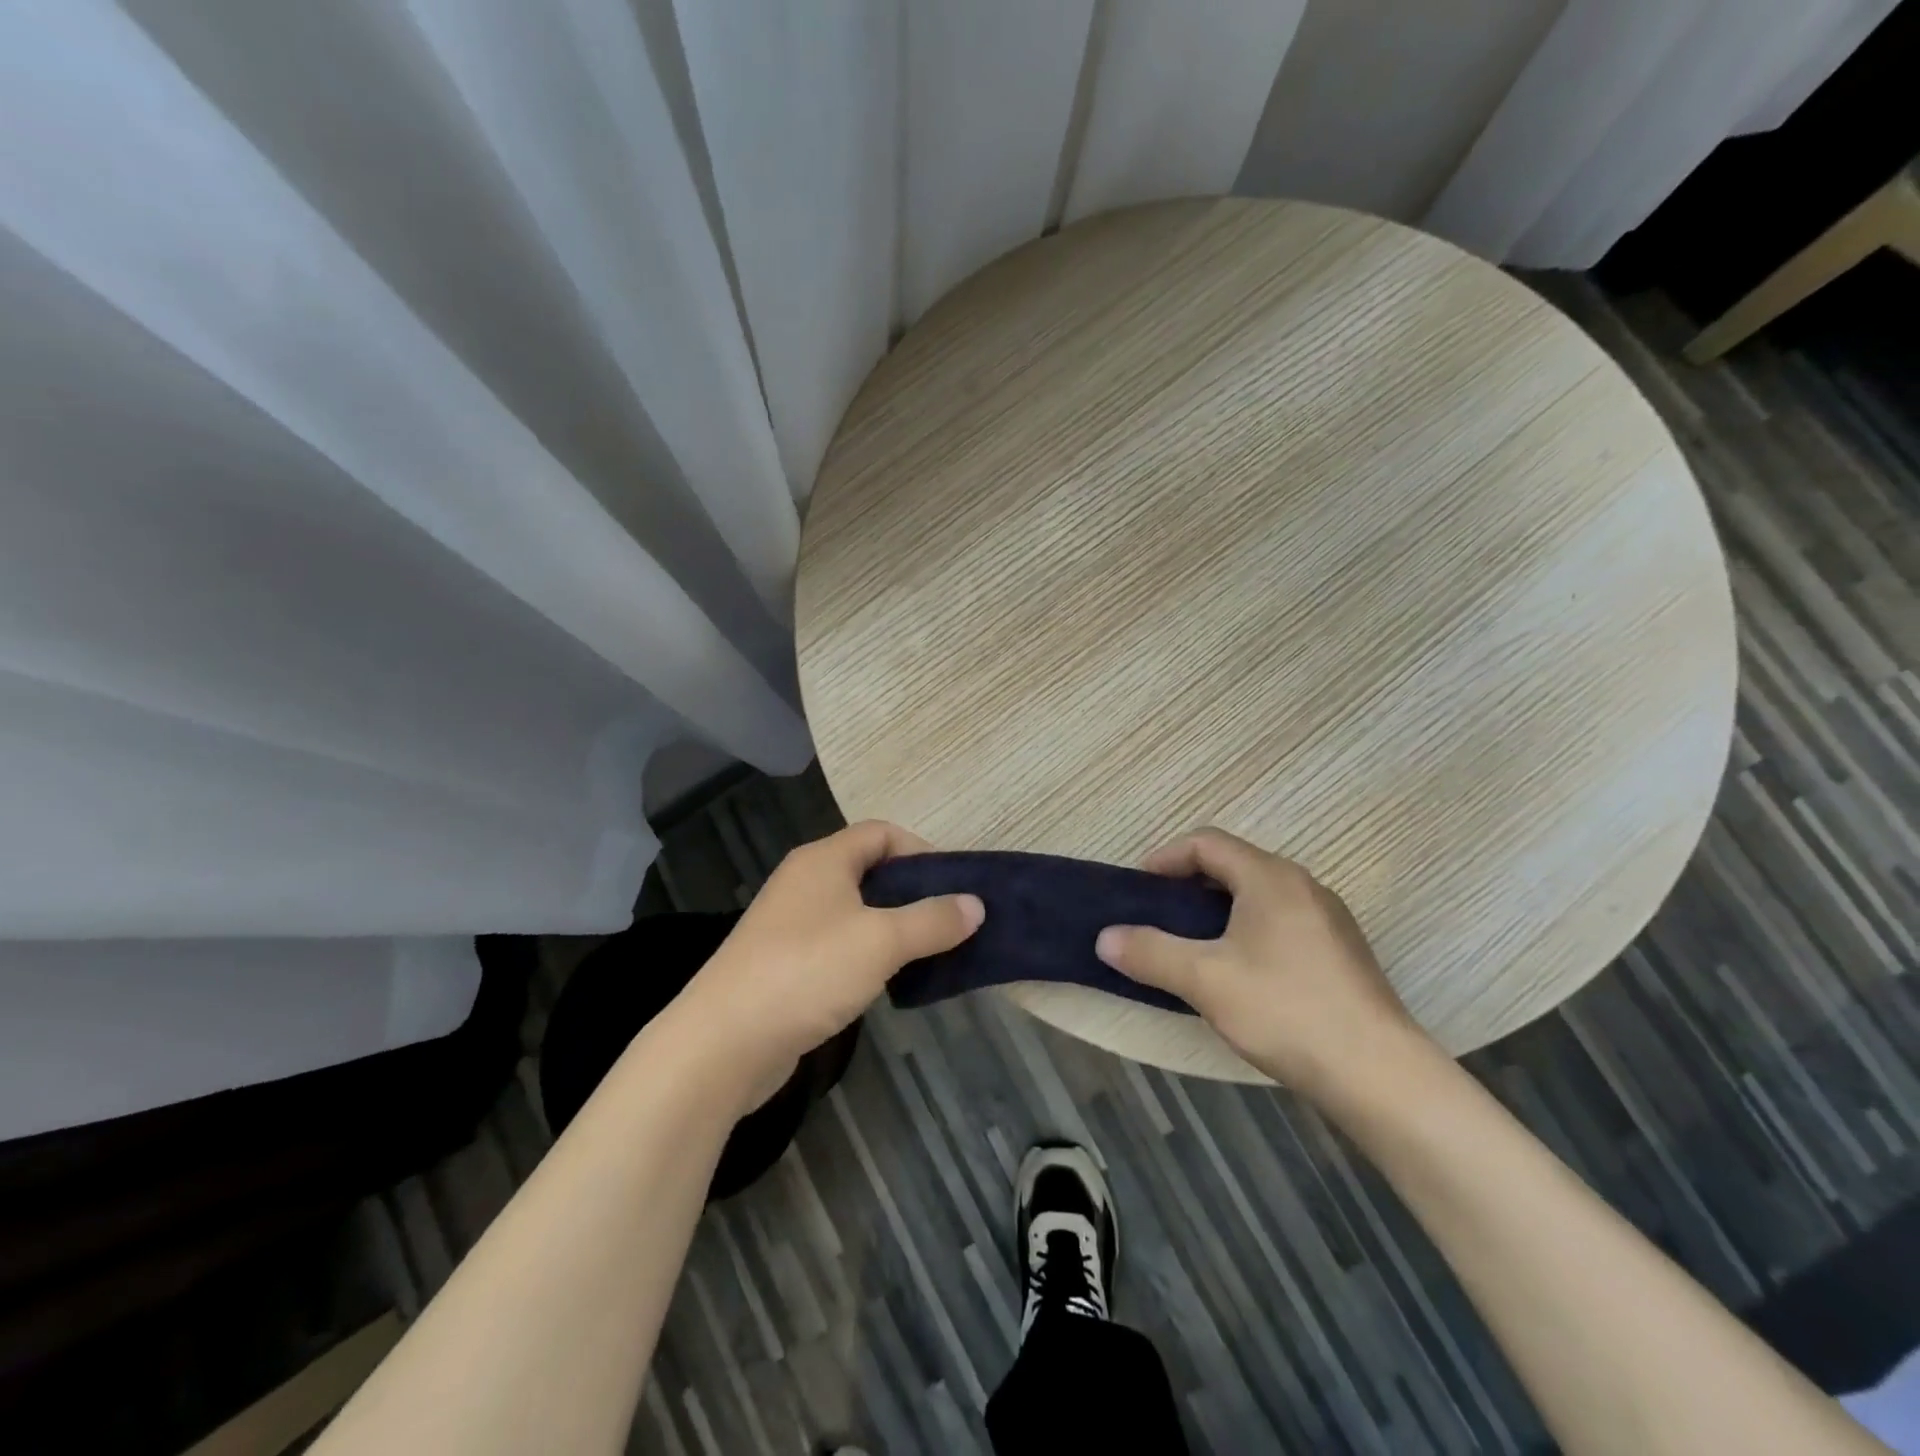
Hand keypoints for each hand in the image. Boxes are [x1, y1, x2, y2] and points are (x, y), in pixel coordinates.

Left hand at [678, 821, 983, 1108]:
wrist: (723, 1043)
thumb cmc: (807, 971)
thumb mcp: (881, 941)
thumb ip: (932, 920)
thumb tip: (975, 904)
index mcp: (824, 860)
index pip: (881, 833)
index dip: (921, 850)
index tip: (954, 885)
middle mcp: (806, 883)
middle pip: (870, 871)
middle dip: (913, 892)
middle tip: (951, 921)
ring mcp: (792, 925)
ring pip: (856, 912)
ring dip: (894, 927)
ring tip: (930, 952)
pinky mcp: (786, 964)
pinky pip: (840, 945)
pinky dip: (869, 955)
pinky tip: (890, 981)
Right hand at [1094, 827, 1428, 1097]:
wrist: (1379, 1074)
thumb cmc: (1285, 1010)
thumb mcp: (1204, 980)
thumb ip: (1150, 952)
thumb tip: (1104, 938)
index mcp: (1270, 877)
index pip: (1207, 843)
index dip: (1166, 857)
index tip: (1139, 887)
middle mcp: (1303, 885)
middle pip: (1234, 865)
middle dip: (1190, 883)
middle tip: (1159, 915)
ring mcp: (1328, 919)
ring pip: (1259, 895)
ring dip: (1219, 909)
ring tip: (1192, 944)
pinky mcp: (1342, 952)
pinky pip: (1282, 921)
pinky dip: (1247, 930)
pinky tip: (1239, 972)